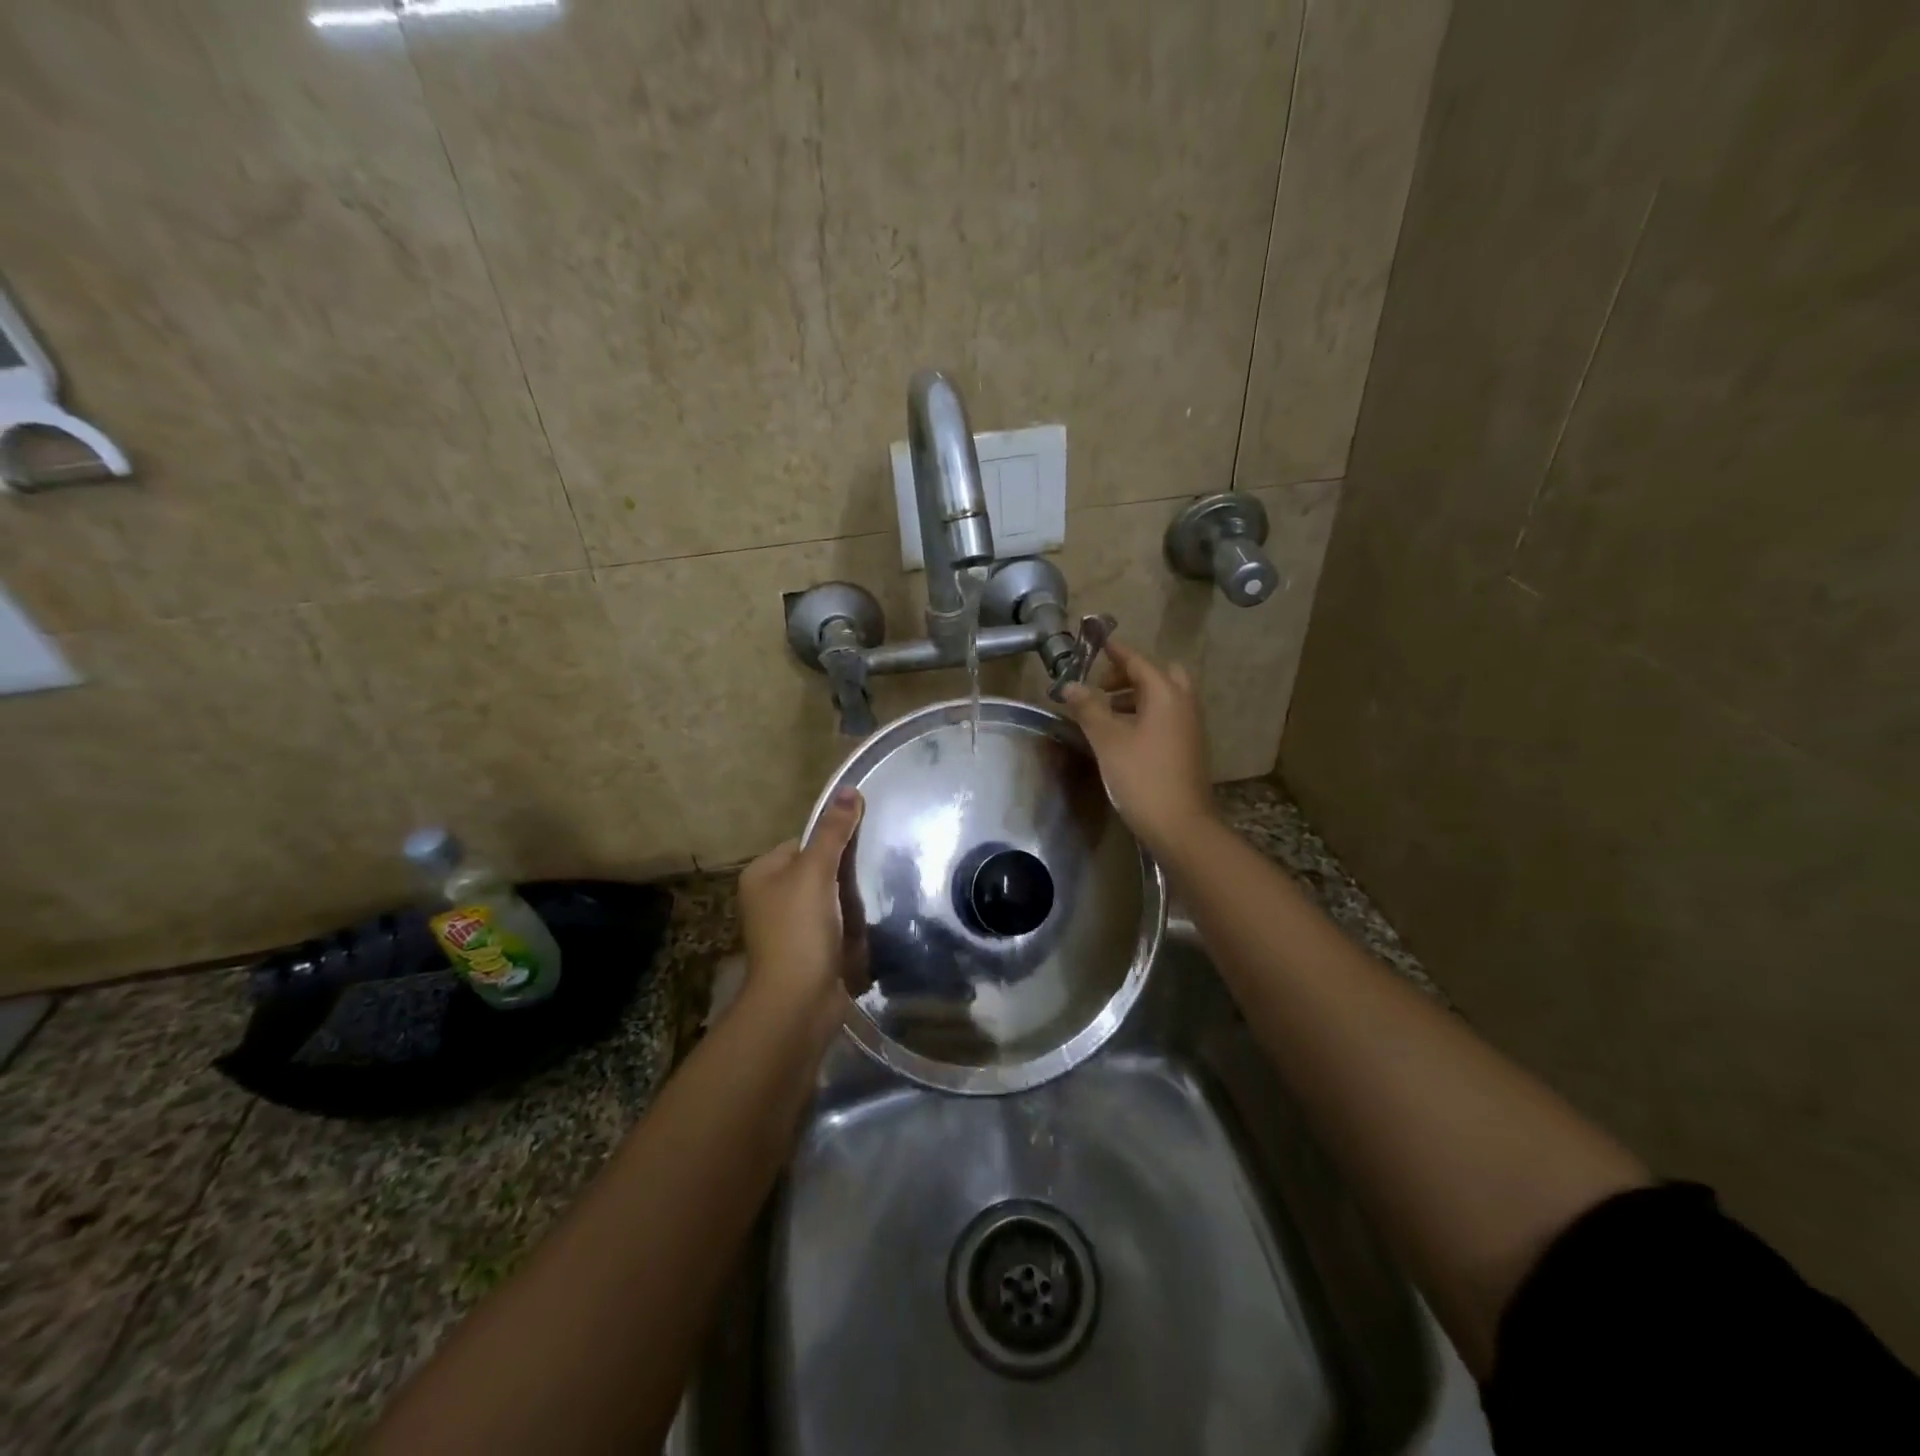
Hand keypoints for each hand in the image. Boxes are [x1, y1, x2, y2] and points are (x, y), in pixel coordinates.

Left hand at [736, 788, 864, 1026]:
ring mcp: (790, 927)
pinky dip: (852, 924)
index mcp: (762, 874)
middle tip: (873, 872)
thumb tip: (848, 789)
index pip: (804, 842)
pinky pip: (836, 925)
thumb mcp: (816, 872)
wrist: (799, 1003)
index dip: (832, 843)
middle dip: (845, 873)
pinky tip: (870, 923)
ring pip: (830, 899)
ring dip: (852, 900)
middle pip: (818, 870)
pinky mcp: (809, 950)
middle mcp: (770, 898)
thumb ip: (833, 832)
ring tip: (876, 897)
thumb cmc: (799, 930)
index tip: (861, 849)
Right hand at [1059, 641, 1214, 855]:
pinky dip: (1146, 713)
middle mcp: (1183, 703)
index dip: (1115, 651)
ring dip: (1137, 695)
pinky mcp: (1189, 747)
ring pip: (1164, 697)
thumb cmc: (1142, 777)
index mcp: (1165, 694)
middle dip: (1130, 674)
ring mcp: (1190, 727)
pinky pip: (1168, 716)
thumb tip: (1070, 685)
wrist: (1180, 825)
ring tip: (1106, 712)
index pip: (1138, 661)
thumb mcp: (1108, 740)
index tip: (1096, 643)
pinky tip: (1124, 735)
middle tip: (1103, 686)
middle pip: (1159, 674)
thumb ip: (1088, 708)